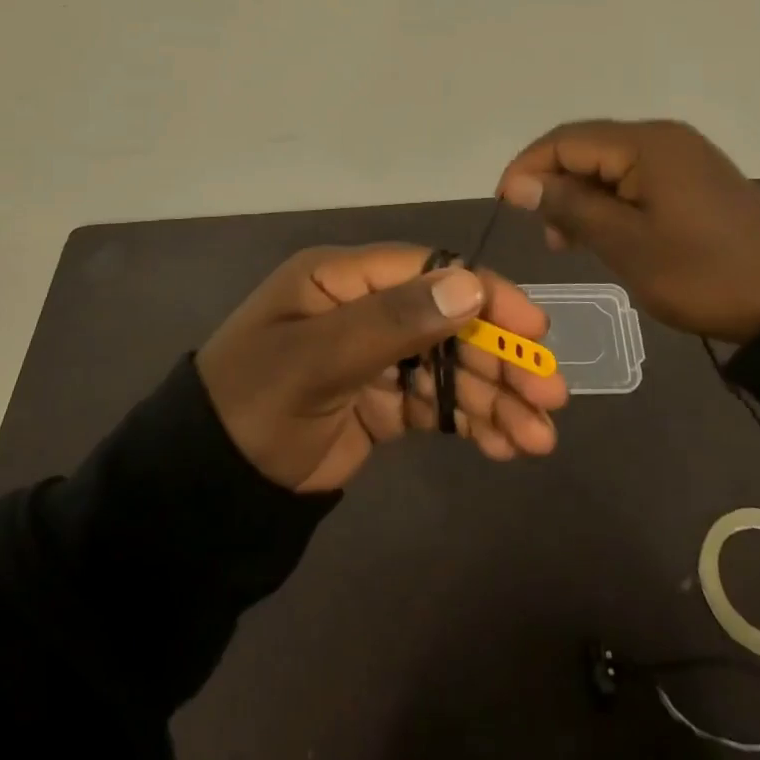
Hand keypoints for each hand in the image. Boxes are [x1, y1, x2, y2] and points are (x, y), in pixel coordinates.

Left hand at [196, 244, 568, 493]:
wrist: (209, 487)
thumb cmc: (254, 404)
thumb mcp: (316, 359)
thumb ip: (392, 322)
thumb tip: (471, 286)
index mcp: (344, 279)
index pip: (430, 271)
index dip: (486, 296)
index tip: (534, 329)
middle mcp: (367, 309)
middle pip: (451, 321)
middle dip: (502, 359)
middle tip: (550, 398)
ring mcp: (379, 356)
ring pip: (452, 367)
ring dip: (497, 398)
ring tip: (537, 441)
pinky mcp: (384, 401)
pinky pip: (439, 404)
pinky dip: (472, 422)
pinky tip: (504, 447)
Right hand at [496, 119, 759, 343]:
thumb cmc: (701, 274)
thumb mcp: (626, 244)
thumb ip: (569, 205)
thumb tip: (520, 183)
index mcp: (646, 144)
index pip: (566, 140)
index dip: (527, 167)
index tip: (505, 204)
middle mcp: (663, 137)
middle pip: (587, 147)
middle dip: (554, 183)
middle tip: (543, 232)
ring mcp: (683, 155)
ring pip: (610, 163)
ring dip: (581, 195)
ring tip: (568, 240)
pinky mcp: (695, 177)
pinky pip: (637, 177)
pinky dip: (611, 200)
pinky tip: (604, 232)